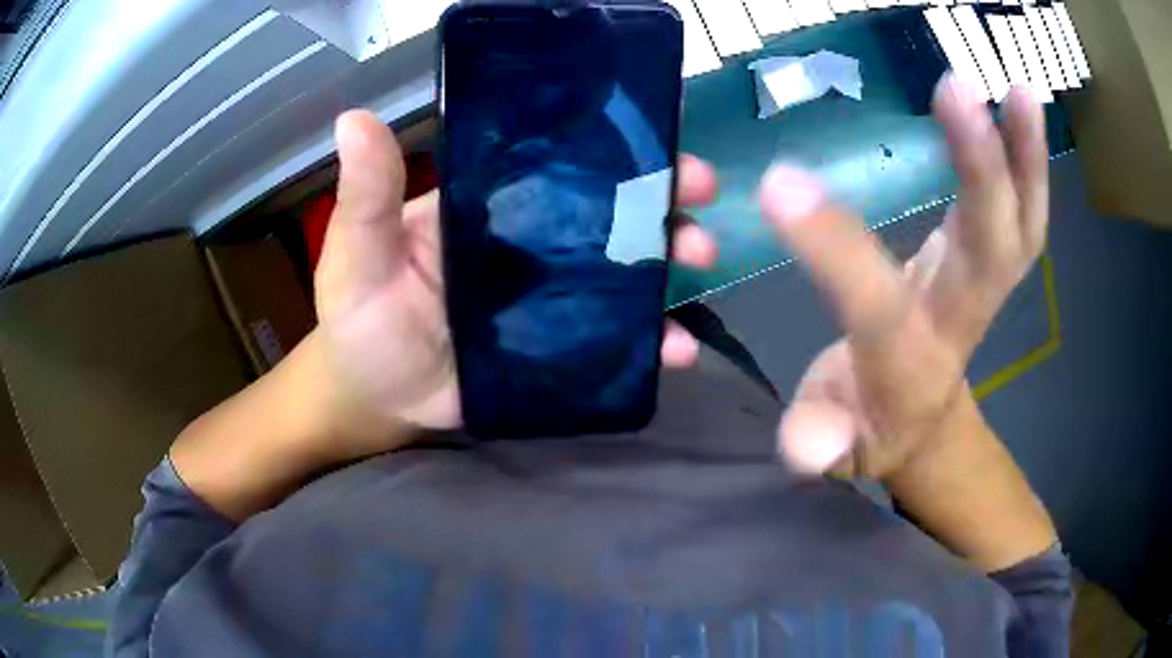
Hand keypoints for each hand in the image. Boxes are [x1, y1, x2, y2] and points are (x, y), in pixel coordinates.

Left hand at [313, 110, 718, 443]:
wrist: (377, 396)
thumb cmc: (360, 318)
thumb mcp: (358, 251)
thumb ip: (367, 194)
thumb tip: (354, 120)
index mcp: (491, 206)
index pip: (560, 166)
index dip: (612, 152)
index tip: (664, 144)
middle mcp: (532, 243)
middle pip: (609, 214)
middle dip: (661, 202)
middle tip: (698, 200)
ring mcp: (553, 300)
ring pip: (625, 273)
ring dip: (669, 264)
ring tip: (698, 261)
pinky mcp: (562, 351)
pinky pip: (617, 341)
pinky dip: (652, 342)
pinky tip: (678, 349)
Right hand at [762, 76, 1049, 479]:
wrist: (924, 424)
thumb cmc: (873, 425)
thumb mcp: (832, 445)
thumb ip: (817, 442)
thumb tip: (806, 445)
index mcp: (909, 360)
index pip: (875, 303)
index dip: (834, 249)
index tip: (781, 184)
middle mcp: (961, 315)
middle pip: (990, 248)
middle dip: (980, 173)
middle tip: (958, 91)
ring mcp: (987, 285)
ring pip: (1023, 225)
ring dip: (1026, 158)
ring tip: (1023, 91)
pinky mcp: (993, 260)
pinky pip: (1025, 213)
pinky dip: (1030, 161)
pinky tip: (1021, 106)